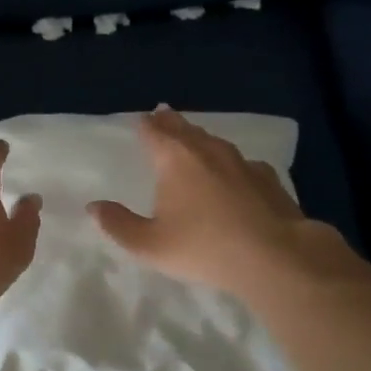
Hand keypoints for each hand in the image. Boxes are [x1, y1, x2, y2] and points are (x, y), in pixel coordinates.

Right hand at [87, 107, 365, 300]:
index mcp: (175, 159)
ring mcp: (241, 162)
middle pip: (185, 128)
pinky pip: (241, 162)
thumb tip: (94, 207)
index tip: (141, 119)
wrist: (276, 256)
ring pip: (214, 141)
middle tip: (162, 114)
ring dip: (200, 137)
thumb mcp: (150, 245)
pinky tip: (235, 172)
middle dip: (171, 122)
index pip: (154, 131)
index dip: (145, 124)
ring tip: (193, 138)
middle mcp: (207, 151)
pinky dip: (230, 162)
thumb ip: (118, 225)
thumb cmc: (205, 247)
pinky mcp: (267, 179)